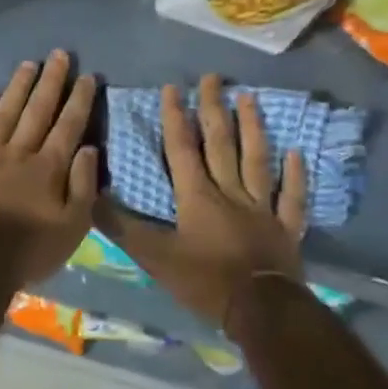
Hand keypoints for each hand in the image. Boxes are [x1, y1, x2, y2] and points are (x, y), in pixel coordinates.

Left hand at [0, 51, 99, 289]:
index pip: (68, 125)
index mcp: (48, 167)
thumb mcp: (73, 227)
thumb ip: (84, 185)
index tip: (88, 76)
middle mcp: (18, 151)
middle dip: (51, 81)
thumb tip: (90, 148)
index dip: (80, 99)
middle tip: (59, 55)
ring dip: (18, 87)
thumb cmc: (28, 250)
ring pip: (5, 112)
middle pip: (38, 110)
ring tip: (28, 64)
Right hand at [95, 74, 305, 329]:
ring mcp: (262, 207)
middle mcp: (231, 192)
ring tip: (248, 98)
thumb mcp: (155, 257)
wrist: (259, 309)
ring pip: (256, 160)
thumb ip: (123, 228)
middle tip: (213, 78)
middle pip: (221, 144)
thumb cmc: (204, 281)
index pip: (183, 149)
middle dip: (214, 109)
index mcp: (198, 196)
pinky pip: (291, 197)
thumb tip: (92, 197)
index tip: (174, 88)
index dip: (176, 117)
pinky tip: (295, 153)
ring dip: (252, 128)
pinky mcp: (286, 227)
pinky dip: (294, 175)